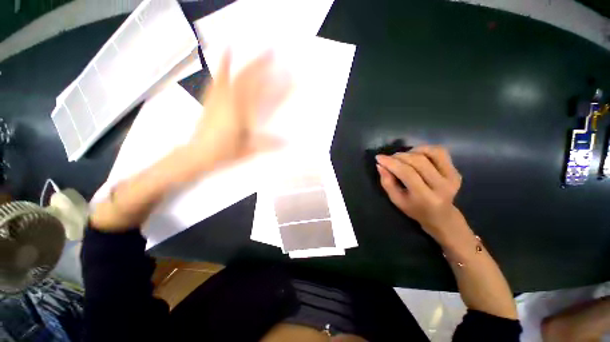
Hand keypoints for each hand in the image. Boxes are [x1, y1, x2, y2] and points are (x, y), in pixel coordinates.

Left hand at [185, 51, 291, 171]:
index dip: (278, 88)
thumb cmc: (224, 151)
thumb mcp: (248, 149)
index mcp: (240, 113)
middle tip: (275, 54)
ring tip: (261, 52)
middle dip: (263, 65)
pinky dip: (224, 63)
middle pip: (249, 79)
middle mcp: (230, 100)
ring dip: (250, 63)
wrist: (199, 152)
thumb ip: (267, 144)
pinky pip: (219, 77)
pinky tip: (228, 50)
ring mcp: (220, 96)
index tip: (289, 80)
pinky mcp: (213, 96)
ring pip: (237, 75)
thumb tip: (286, 142)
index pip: (263, 97)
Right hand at [376, 145, 463, 242]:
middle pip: (419, 161)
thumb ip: (387, 182)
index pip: (407, 173)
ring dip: (413, 151)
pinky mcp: (456, 171)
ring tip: (403, 157)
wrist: (441, 215)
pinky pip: (440, 152)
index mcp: (425, 197)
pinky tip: (416, 155)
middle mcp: (442, 186)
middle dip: (399, 156)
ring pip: (431, 152)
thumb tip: (380, 165)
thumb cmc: (414, 209)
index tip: (379, 157)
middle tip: (389, 158)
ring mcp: (452, 177)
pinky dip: (425, 149)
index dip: (391, 163)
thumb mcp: (396, 199)